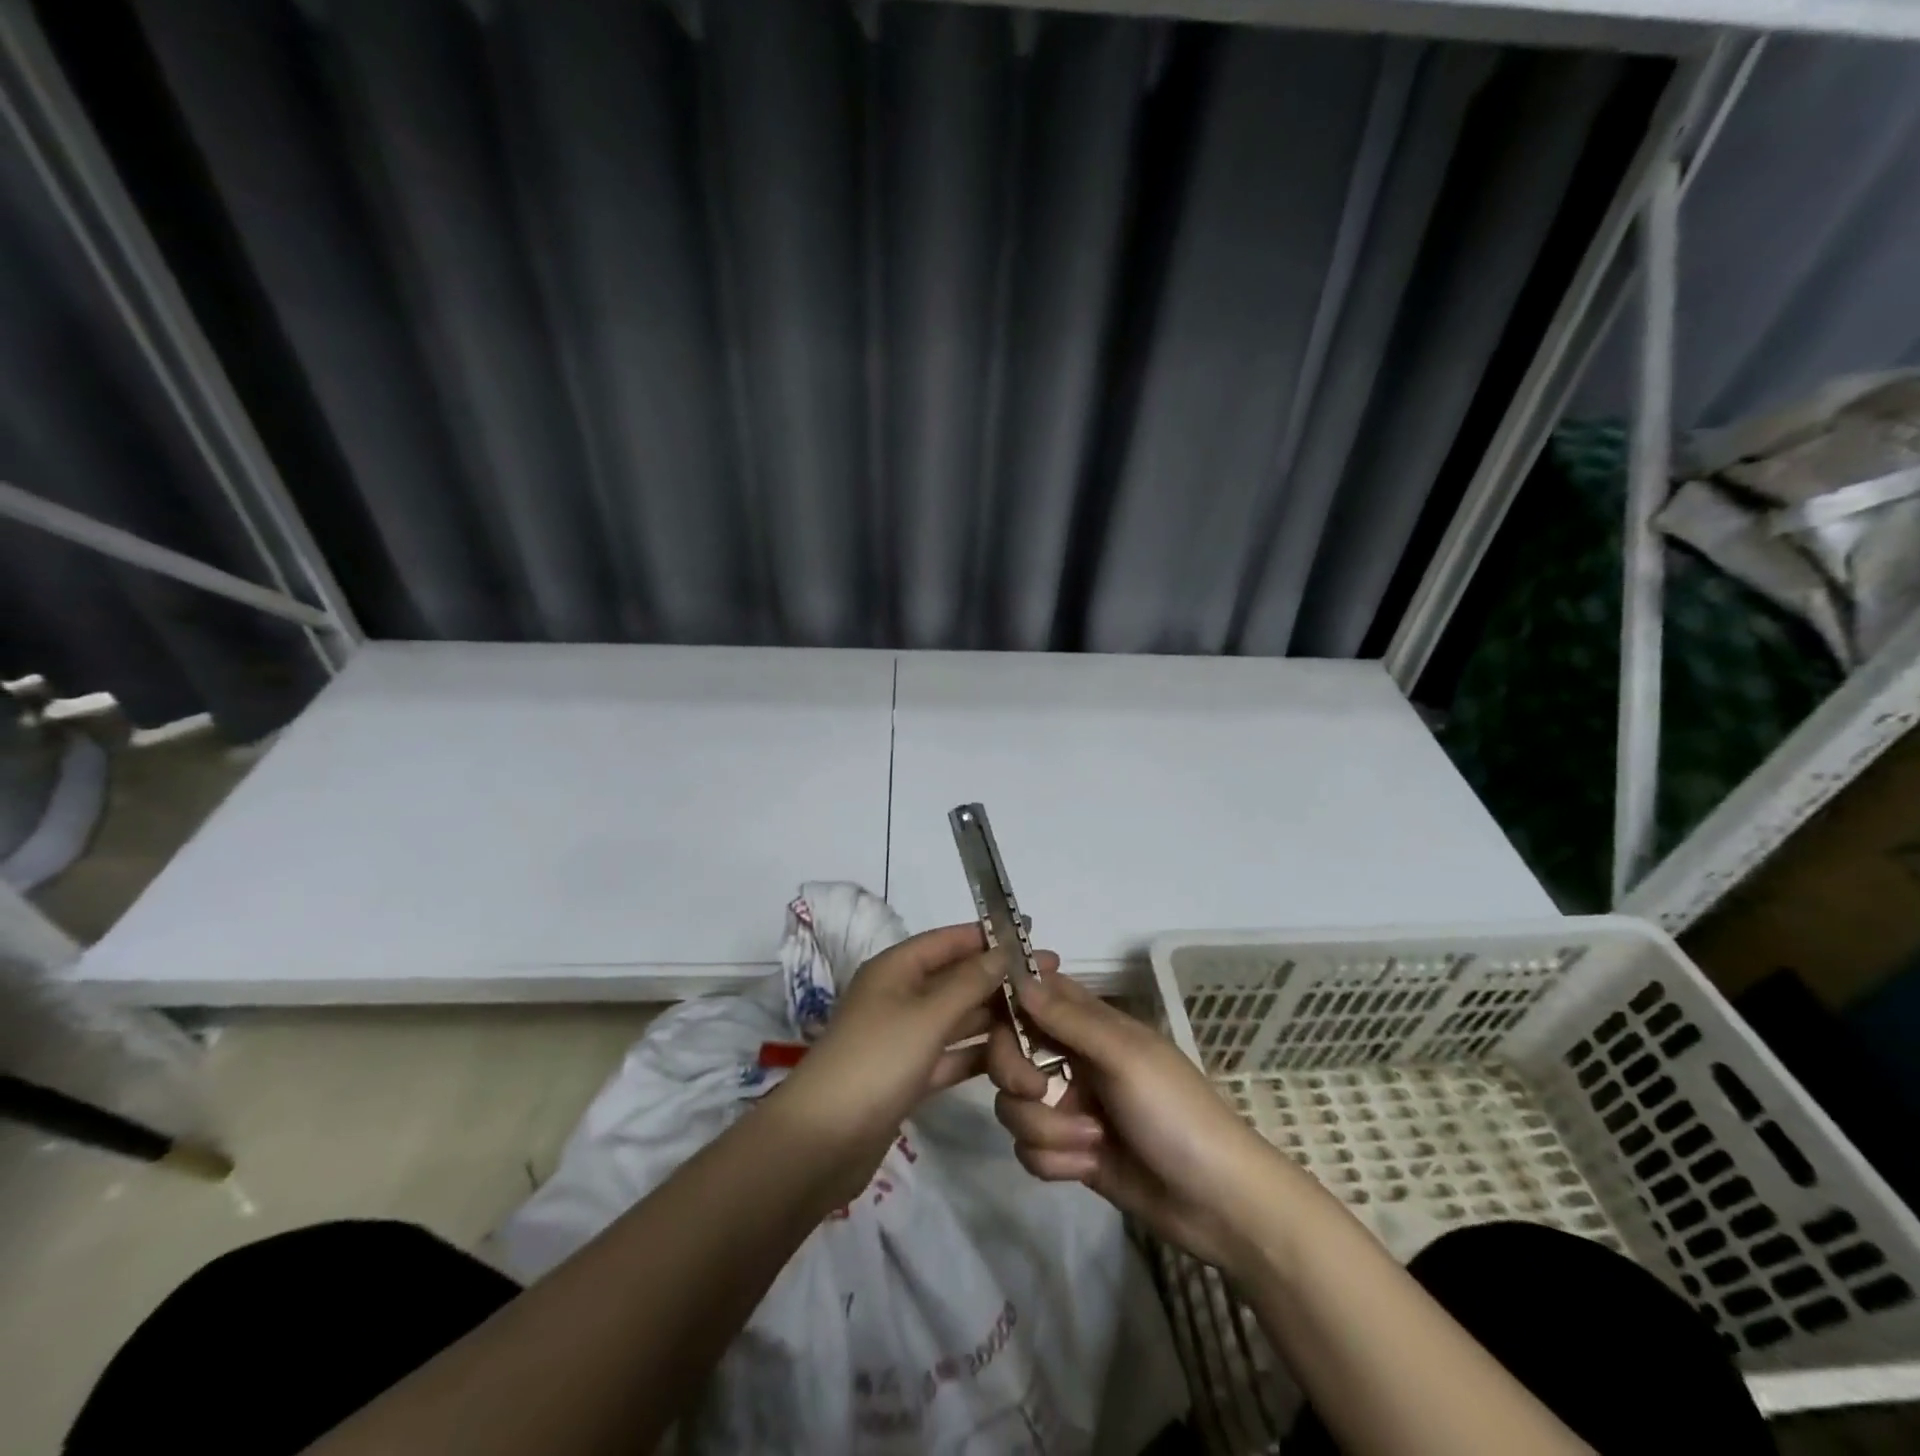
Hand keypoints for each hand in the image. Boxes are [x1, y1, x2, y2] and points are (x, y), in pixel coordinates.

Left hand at [773, 924, 1057, 1193]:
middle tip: (1050, 980)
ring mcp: (904, 1037)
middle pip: (956, 978)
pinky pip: (952, 1054)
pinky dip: (979, 1054)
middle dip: (999, 978)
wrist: (824, 1140)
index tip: (1031, 934)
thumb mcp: (927, 1015)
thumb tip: (1003, 951)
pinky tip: (1017, 1058)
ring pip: (957, 1018)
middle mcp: (900, 995)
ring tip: (1042, 1018)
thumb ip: (969, 982)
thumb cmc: (877, 1060)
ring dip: (994, 1018)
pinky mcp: (909, 1074)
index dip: (988, 936)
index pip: (949, 940)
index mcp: (896, 969)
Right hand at [987, 967, 1292, 1271]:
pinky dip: (1055, 1161)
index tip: (991, 1019)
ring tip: (1091, 1143)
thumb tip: (1020, 980)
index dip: (1009, 1003)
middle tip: (1040, 1090)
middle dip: (1015, 1075)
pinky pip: (1029, 1150)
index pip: (1033, 996)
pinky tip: (1089, 1167)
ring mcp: (1069, 1108)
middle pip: (1009, 1052)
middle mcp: (1073, 1060)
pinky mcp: (1068, 1153)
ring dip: (1045, 1129)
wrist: (1216, 1203)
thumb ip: (1069, 1019)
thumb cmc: (1175, 1113)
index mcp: (1090, 1026)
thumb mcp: (1125, 1057)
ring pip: (1014, 1105)